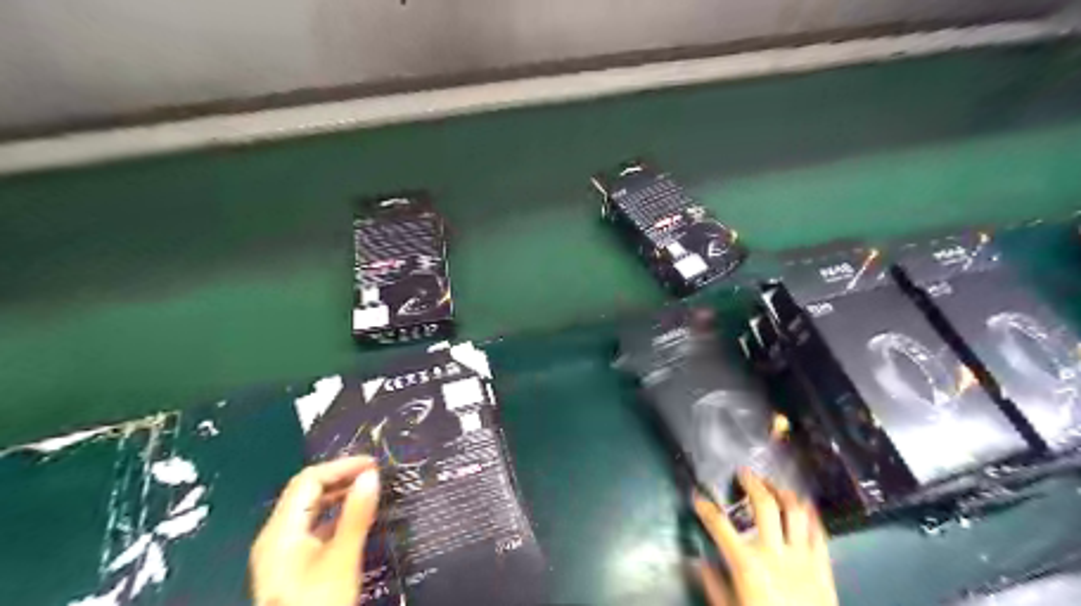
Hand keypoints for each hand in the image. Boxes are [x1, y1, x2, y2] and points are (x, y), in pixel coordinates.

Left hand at [249, 460, 378, 605]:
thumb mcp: (342, 559)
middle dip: (340, 478)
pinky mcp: (292, 566)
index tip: (374, 466)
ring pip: (310, 511)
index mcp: (280, 531)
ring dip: (339, 496)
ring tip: (369, 491)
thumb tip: (371, 475)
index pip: (308, 481)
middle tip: (374, 475)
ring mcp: (282, 553)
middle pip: (306, 493)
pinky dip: (335, 516)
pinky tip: (356, 519)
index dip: (341, 467)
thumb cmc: (320, 604)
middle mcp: (276, 537)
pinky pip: (313, 528)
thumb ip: (356, 514)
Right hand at [697, 472, 837, 604]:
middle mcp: (774, 553)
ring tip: (774, 485)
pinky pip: (819, 532)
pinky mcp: (823, 567)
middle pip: (763, 505)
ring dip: (783, 492)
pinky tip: (803, 506)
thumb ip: (714, 585)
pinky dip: (811, 514)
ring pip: (795, 511)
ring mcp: (802, 558)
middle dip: (752, 483)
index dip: (705, 508)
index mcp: (747, 565)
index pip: (719, 525)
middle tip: (744, 473)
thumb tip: (701, 563)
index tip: (698, 497)